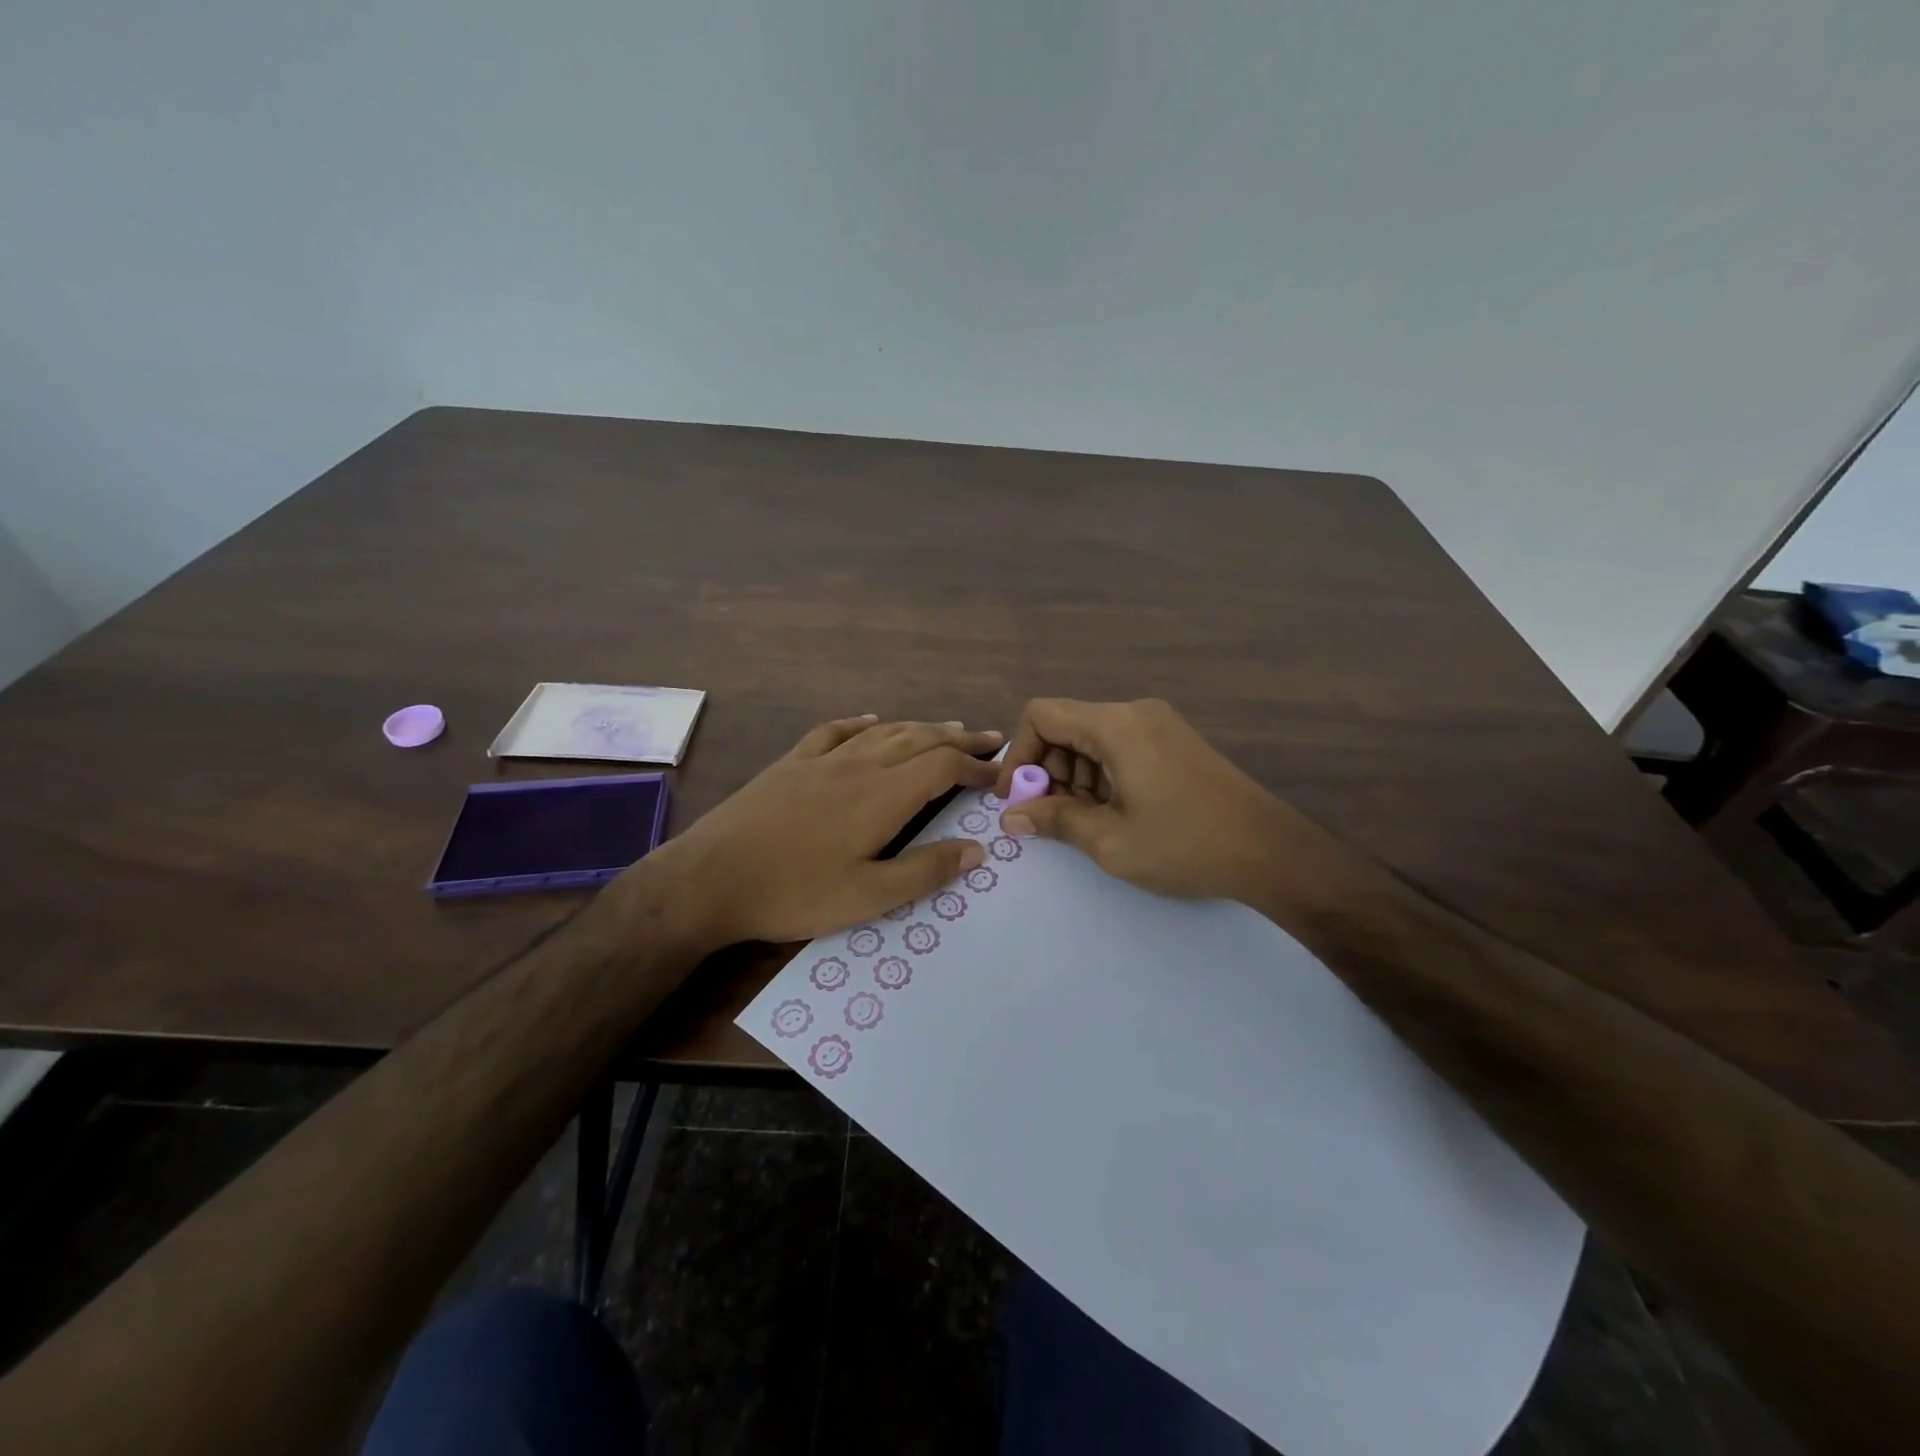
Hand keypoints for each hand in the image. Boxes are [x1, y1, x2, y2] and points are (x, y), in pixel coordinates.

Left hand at [643, 715, 1001, 949]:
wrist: (710, 878)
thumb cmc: (793, 893)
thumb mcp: (867, 896)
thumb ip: (925, 870)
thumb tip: (977, 849)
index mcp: (882, 796)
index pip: (942, 766)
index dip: (976, 765)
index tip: (999, 772)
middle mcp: (858, 766)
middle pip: (918, 739)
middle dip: (958, 737)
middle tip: (989, 737)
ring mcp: (821, 760)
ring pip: (882, 732)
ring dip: (919, 727)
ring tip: (945, 727)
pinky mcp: (790, 764)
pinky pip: (834, 731)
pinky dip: (860, 722)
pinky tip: (870, 720)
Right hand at [995, 698, 1300, 902]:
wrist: (1271, 853)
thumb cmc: (1184, 845)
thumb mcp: (1109, 839)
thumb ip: (1054, 820)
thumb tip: (1011, 817)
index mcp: (1116, 725)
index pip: (1041, 715)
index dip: (1018, 755)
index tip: (1016, 799)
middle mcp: (1135, 713)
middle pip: (1067, 727)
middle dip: (1048, 772)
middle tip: (1053, 819)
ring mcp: (1159, 725)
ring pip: (1092, 741)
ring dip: (1076, 779)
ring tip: (1089, 824)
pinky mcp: (1174, 743)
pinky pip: (1120, 749)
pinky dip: (1103, 778)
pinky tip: (1117, 815)